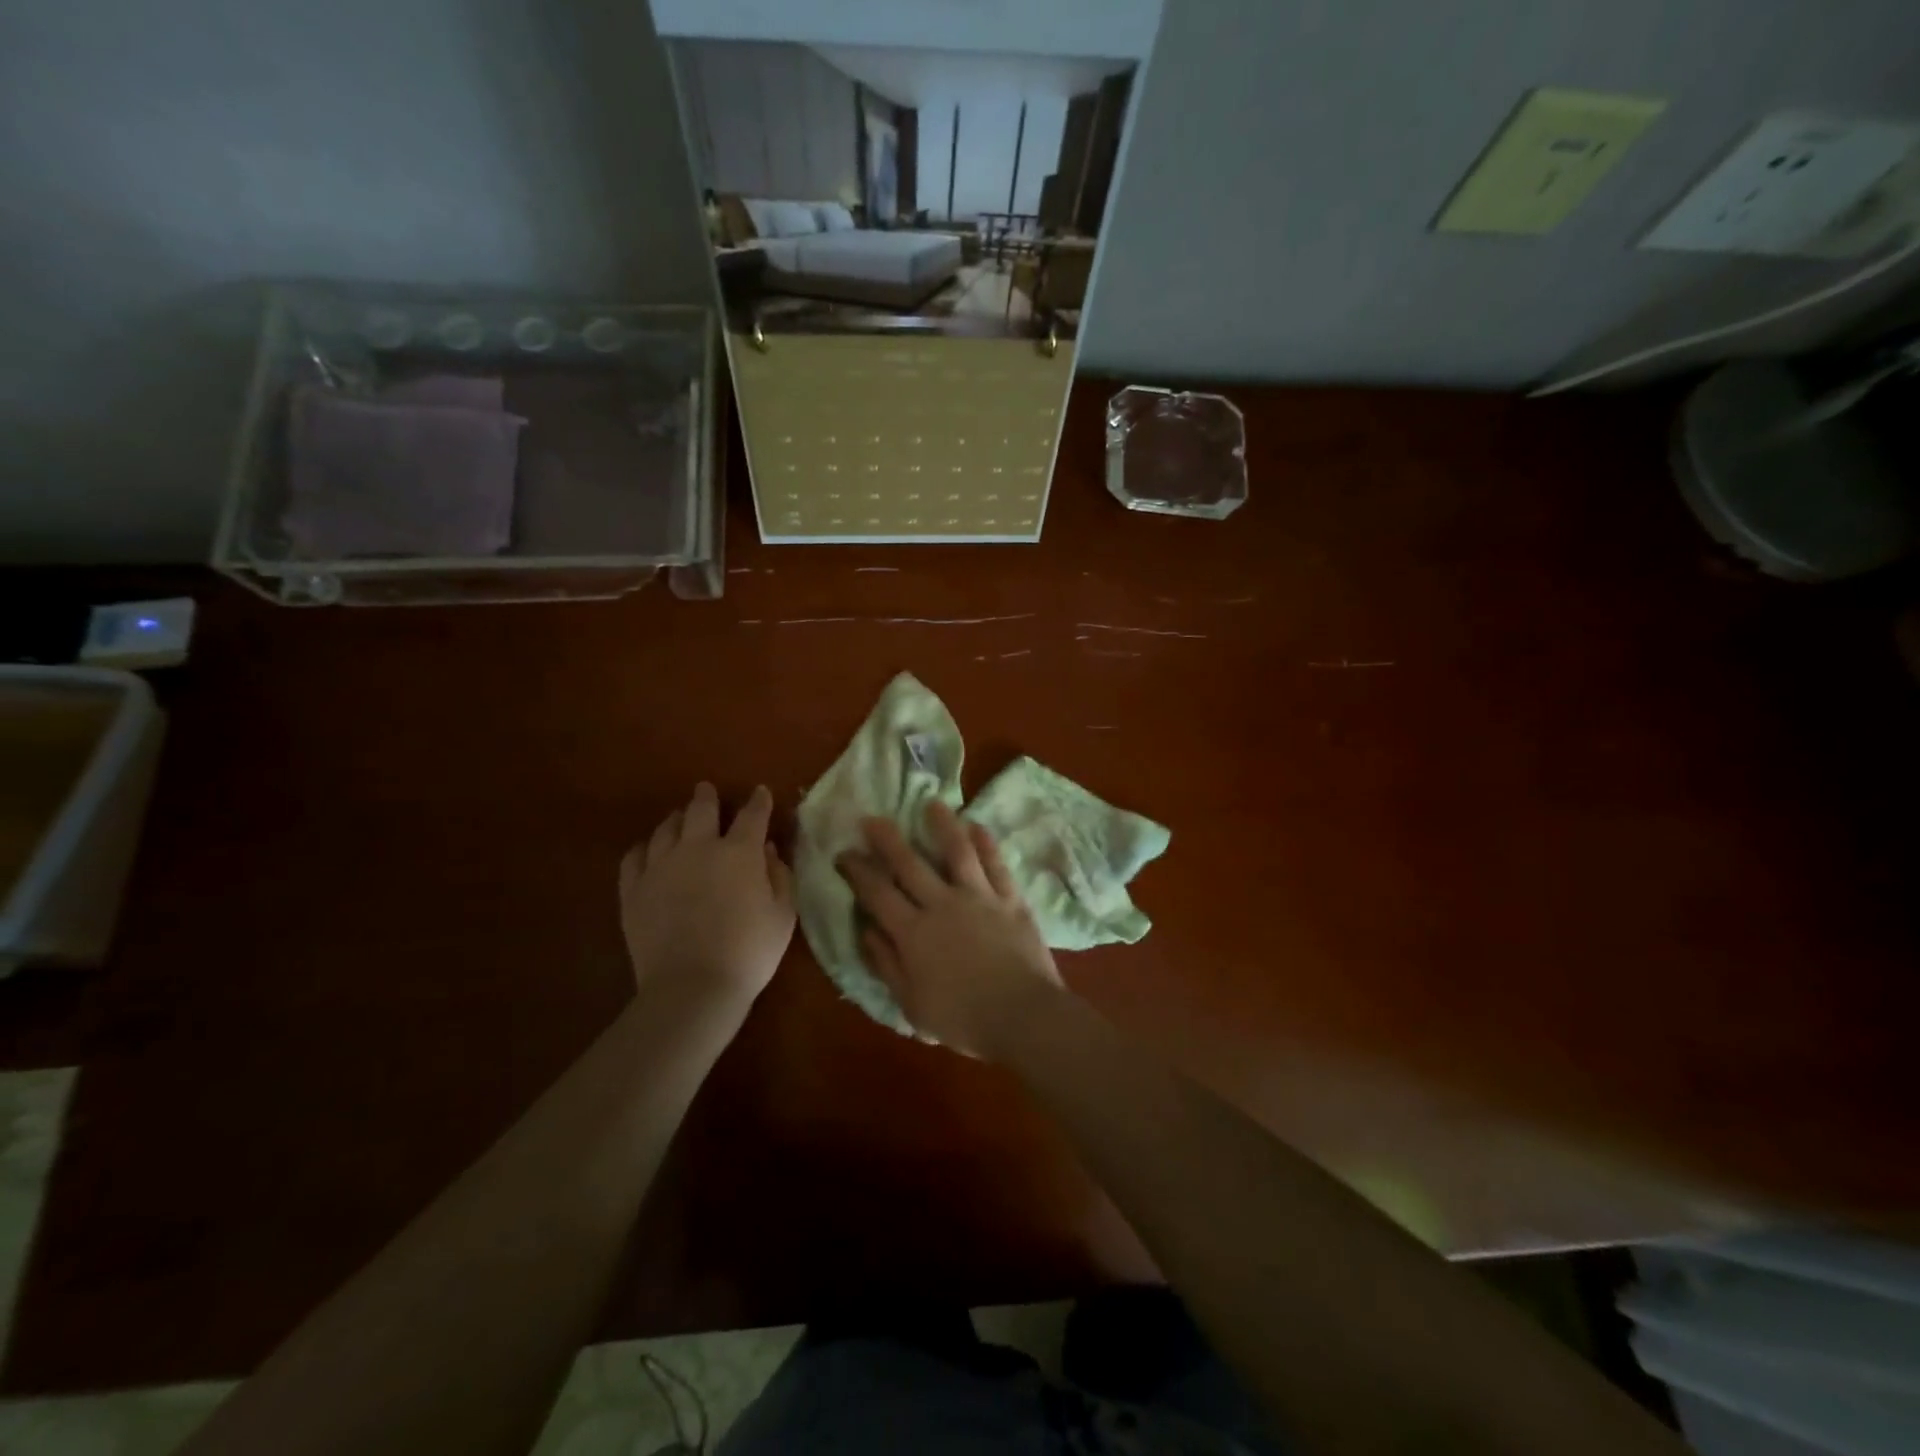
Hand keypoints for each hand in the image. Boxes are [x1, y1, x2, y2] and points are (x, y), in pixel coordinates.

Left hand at [619, 783, 795, 1015]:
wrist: (692, 987)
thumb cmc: (749, 951)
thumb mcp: (783, 914)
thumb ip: (779, 876)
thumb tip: (768, 851)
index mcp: (739, 852)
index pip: (752, 815)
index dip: (759, 801)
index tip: (761, 793)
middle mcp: (698, 848)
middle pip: (701, 809)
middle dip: (707, 797)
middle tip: (707, 790)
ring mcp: (660, 866)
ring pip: (666, 829)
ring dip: (677, 819)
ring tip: (680, 819)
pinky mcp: (633, 890)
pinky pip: (634, 856)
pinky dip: (644, 847)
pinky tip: (648, 850)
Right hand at [837, 801, 1063, 1056]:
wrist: (1022, 1015)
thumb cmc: (962, 1019)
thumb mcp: (912, 1004)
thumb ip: (887, 964)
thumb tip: (866, 931)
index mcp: (913, 932)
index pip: (877, 894)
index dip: (858, 871)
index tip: (844, 853)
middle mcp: (942, 905)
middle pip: (910, 864)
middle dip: (887, 839)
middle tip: (872, 818)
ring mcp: (979, 898)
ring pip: (958, 852)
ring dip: (943, 826)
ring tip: (933, 804)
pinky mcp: (1010, 900)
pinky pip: (997, 865)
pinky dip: (986, 844)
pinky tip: (978, 827)